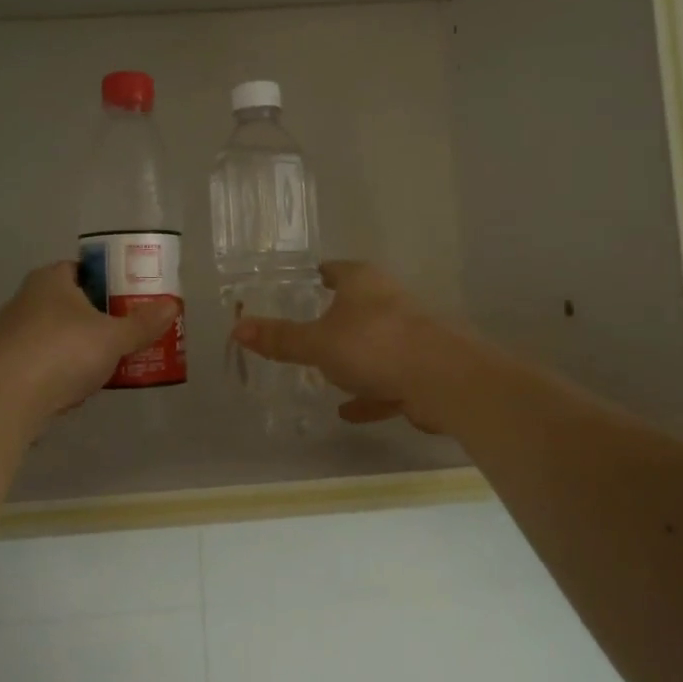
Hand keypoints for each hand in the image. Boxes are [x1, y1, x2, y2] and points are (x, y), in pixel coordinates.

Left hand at [0, 262, 176, 420]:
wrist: (7, 400)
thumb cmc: (63, 352)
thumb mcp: (114, 337)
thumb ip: (143, 323)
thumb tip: (172, 305)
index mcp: (50, 280)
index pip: (81, 268)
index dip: (107, 280)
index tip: (129, 298)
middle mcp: (25, 299)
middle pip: (70, 302)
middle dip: (97, 317)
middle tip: (126, 331)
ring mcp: (11, 334)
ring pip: (56, 334)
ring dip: (79, 346)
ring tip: (110, 363)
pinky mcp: (6, 366)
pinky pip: (43, 362)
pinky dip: (61, 371)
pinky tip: (79, 388)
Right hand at [230, 261, 456, 431]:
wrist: (444, 380)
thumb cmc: (373, 345)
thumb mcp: (317, 343)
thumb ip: (280, 338)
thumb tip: (238, 327)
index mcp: (363, 282)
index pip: (334, 270)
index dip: (314, 277)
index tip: (298, 288)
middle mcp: (389, 301)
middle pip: (355, 307)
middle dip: (333, 321)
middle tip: (304, 336)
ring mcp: (409, 335)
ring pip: (373, 345)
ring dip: (352, 360)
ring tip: (324, 375)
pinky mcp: (422, 368)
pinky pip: (387, 380)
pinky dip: (369, 393)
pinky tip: (349, 411)